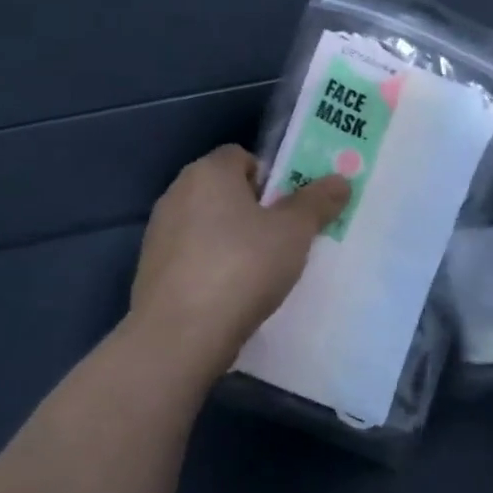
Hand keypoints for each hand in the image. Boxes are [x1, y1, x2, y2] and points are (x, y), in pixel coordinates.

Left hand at [129, 145, 349, 376]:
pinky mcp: (151, 269)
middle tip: (285, 238)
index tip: (291, 208)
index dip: (272, 177)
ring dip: (233, 239)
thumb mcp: (293, 232)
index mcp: (208, 172)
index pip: (243, 156)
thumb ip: (317, 202)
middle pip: (225, 191)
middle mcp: (177, 193)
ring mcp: (159, 232)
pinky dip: (213, 266)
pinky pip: (193, 256)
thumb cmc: (242, 267)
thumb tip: (340, 180)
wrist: (180, 335)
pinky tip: (232, 294)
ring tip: (262, 271)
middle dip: (255, 210)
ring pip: (209, 225)